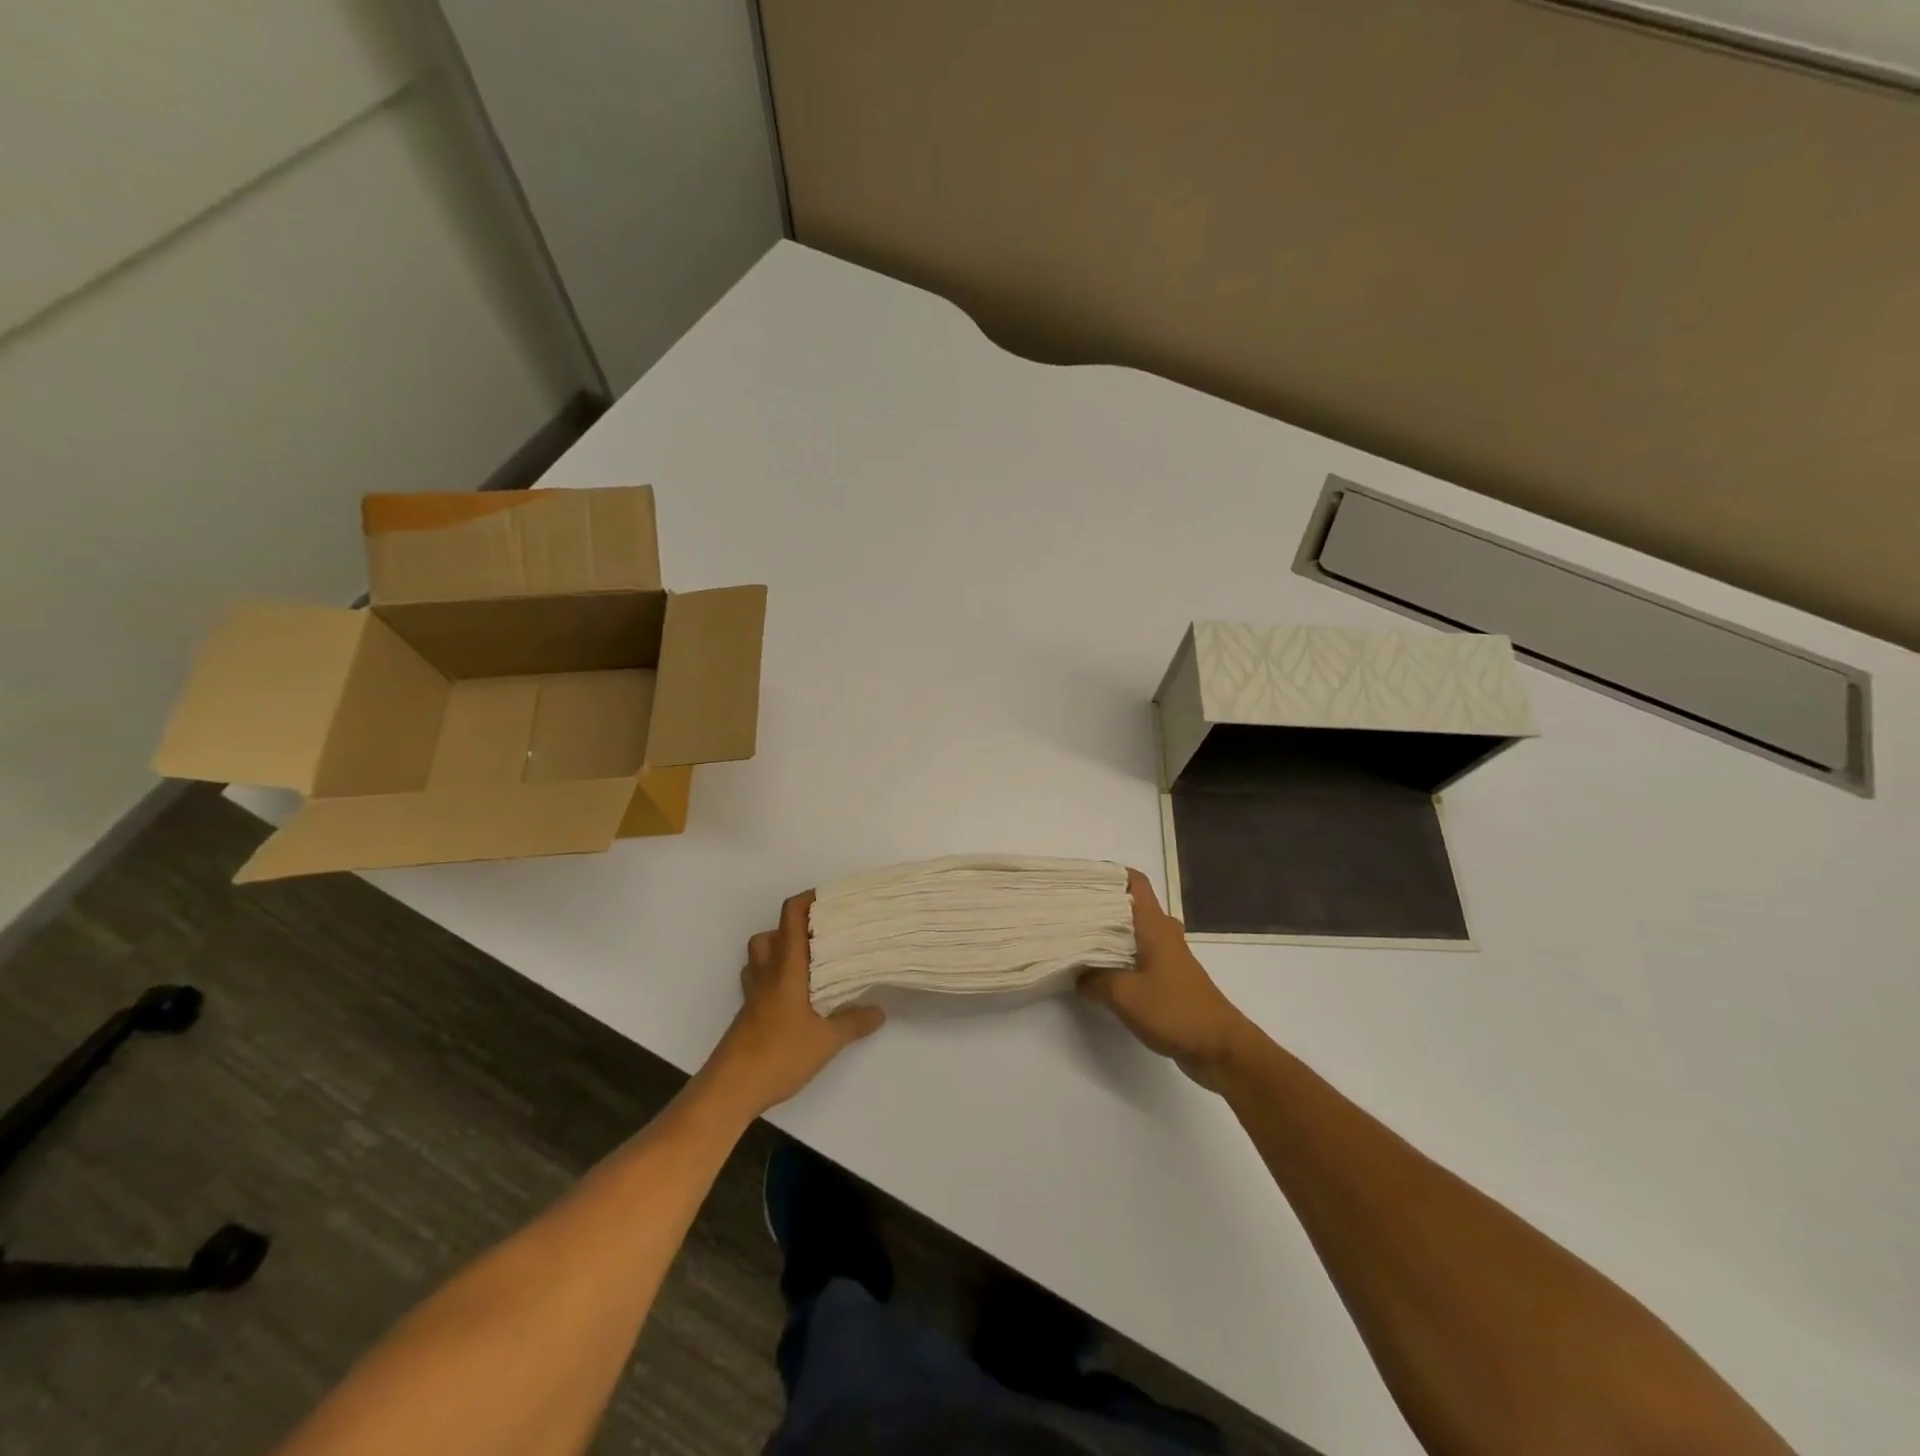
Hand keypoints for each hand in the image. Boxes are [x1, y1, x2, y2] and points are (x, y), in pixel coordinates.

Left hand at [701, 891, 885, 1117]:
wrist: (730, 1089)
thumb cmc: (778, 1055)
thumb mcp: (826, 1041)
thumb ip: (854, 1023)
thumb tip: (880, 1010)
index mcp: (785, 968)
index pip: (790, 917)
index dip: (808, 900)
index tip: (830, 900)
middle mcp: (766, 973)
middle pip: (770, 934)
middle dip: (794, 928)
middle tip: (823, 937)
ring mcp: (753, 995)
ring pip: (760, 957)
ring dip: (780, 952)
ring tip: (810, 965)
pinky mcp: (747, 1014)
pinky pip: (759, 981)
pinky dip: (774, 978)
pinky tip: (796, 999)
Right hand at [1078, 870, 1251, 1088]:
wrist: (1220, 1049)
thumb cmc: (1175, 1011)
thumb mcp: (1124, 994)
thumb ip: (1094, 979)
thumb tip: (1074, 972)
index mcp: (1155, 925)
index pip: (1134, 882)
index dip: (1109, 873)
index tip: (1080, 878)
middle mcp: (1163, 933)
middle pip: (1130, 906)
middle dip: (1101, 904)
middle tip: (1070, 909)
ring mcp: (1169, 957)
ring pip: (1134, 932)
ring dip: (1108, 933)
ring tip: (1076, 938)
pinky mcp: (1169, 979)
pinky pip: (1138, 957)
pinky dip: (1118, 958)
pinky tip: (1097, 971)